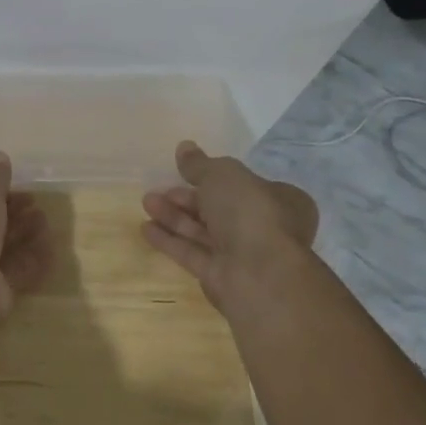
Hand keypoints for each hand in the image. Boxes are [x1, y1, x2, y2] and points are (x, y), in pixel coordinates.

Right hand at [142, 141, 319, 319]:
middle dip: (187, 198)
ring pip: (204, 231)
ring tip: (146, 203)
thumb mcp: (222, 174)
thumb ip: (200, 163)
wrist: (259, 275)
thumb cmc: (250, 212)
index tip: (186, 171)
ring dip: (174, 216)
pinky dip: (170, 240)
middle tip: (159, 188)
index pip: (245, 185)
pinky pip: (193, 253)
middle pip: (219, 209)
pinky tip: (146, 228)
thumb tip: (184, 147)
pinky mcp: (221, 277)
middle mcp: (264, 227)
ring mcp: (243, 255)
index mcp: (280, 200)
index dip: (214, 177)